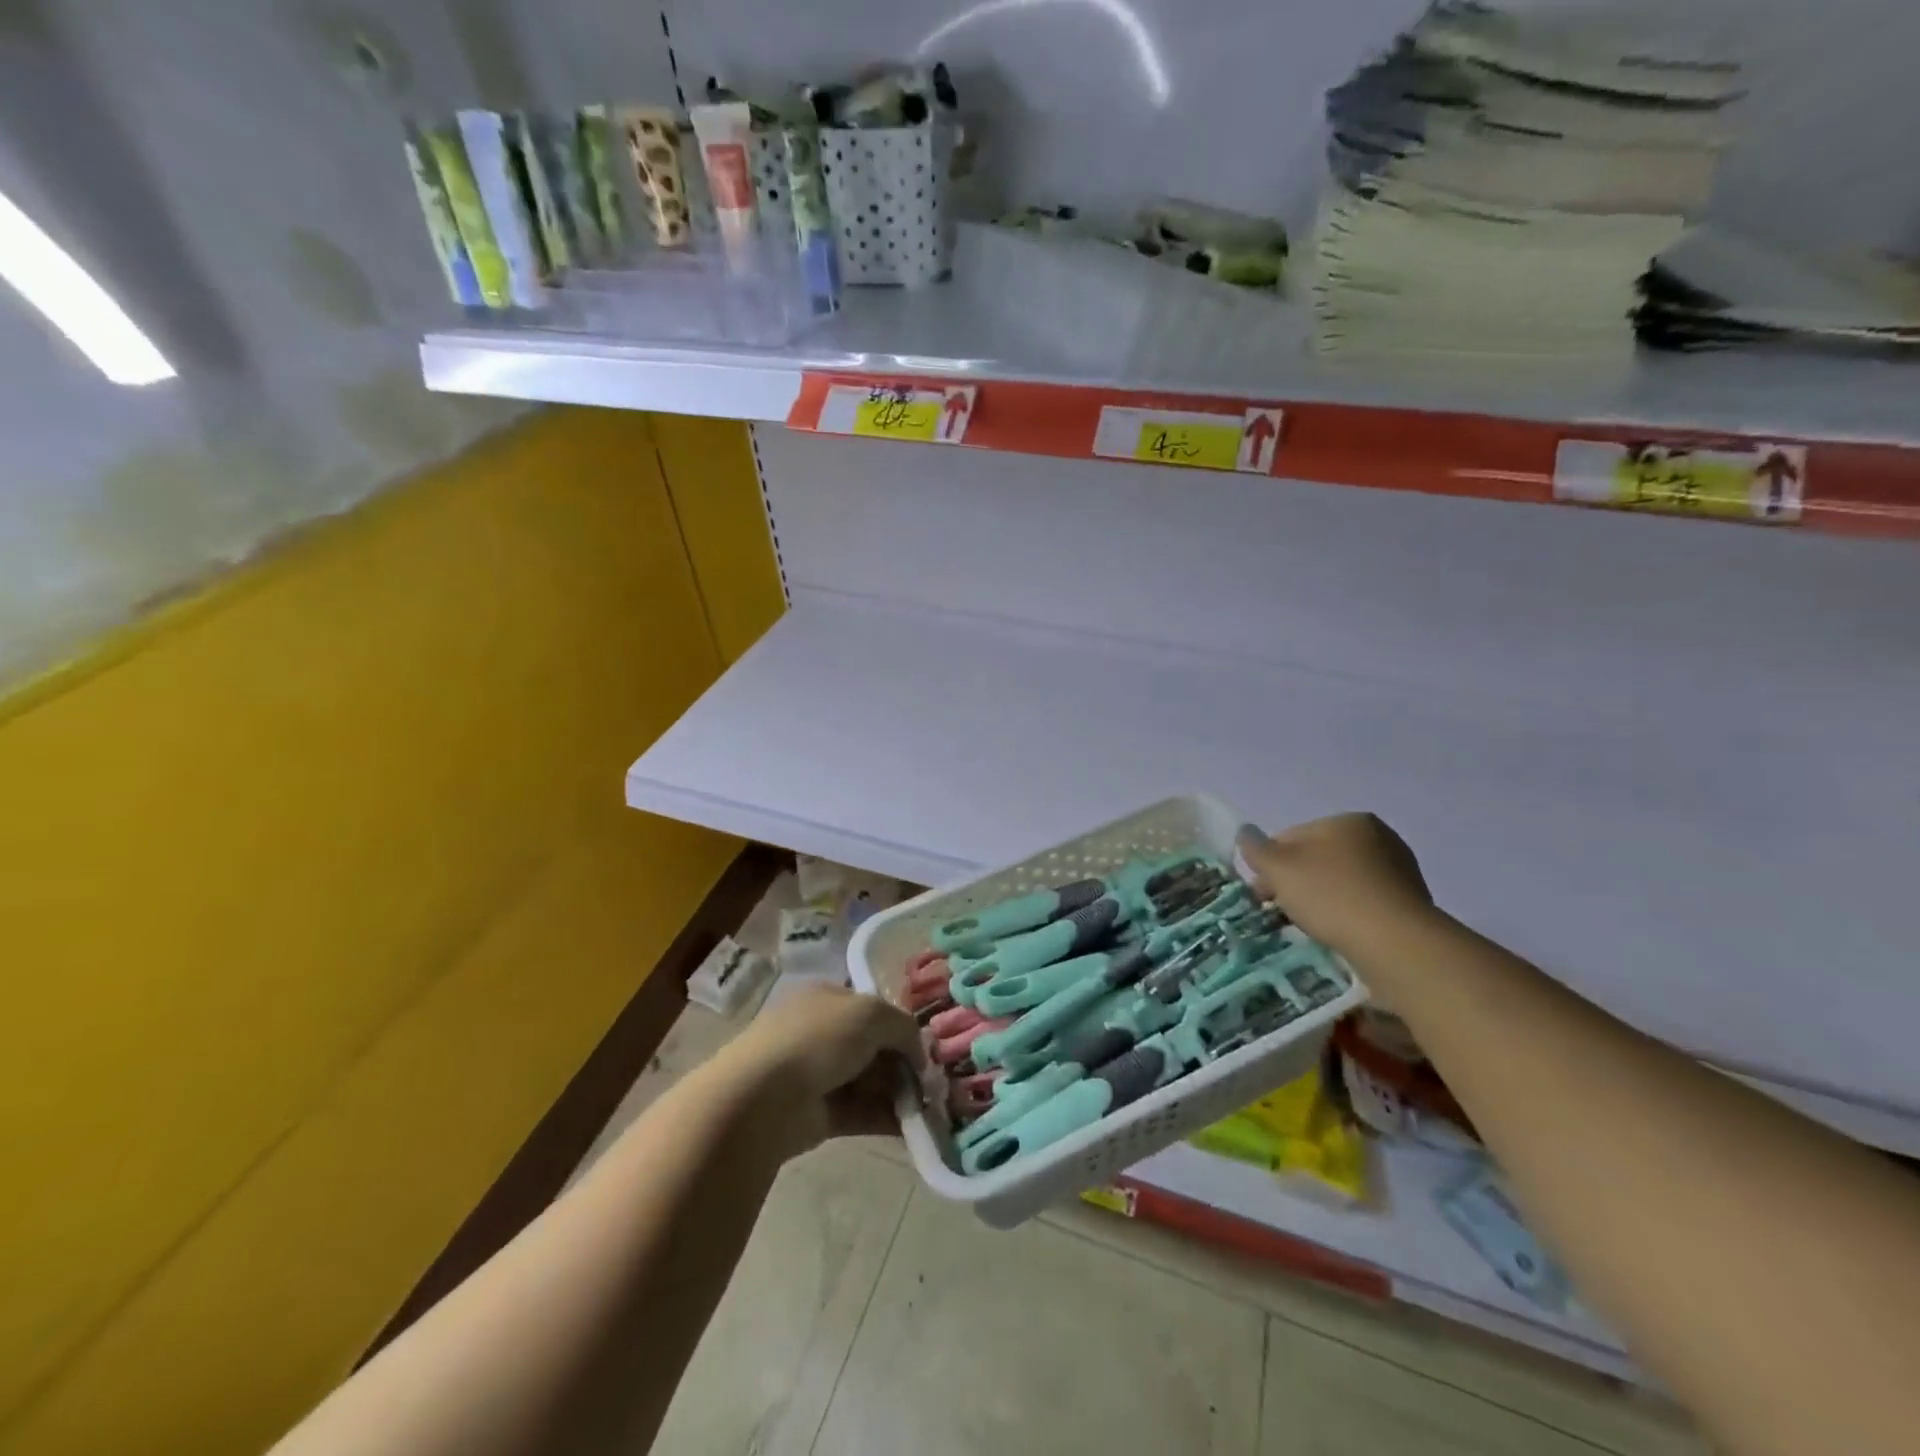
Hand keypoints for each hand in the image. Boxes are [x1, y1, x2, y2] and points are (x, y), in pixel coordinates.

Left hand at [718, 985, 924, 1154]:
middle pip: (874, 1046)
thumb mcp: (871, 1013)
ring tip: (932, 1108)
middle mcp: (823, 1032)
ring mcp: (819, 1074)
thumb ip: (903, 1026)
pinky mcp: (819, 1114)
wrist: (762, 1098)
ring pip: (870, 1080)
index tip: (927, 1048)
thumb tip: (919, 1052)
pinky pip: (862, 1112)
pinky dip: (887, 1118)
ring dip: (901, 1093)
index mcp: (828, 998)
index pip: (872, 1007)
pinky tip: (915, 1128)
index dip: (901, 1025)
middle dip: (904, 1063)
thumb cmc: (817, 1038)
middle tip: (935, 1082)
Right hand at [1237, 813, 1433, 953]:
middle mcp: (1379, 838)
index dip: (1270, 864)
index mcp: (1348, 821)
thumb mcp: (1278, 868)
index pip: (1292, 836)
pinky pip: (1363, 904)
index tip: (1261, 893)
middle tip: (1277, 911)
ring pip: (1340, 882)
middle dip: (1295, 882)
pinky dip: (1346, 915)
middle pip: (1318, 859)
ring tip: (1308, 926)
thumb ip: (1256, 848)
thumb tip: (1245, 832)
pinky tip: (1337, 933)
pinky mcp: (1410, 905)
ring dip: (1320, 899)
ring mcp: (1400, 872)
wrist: (1396, 944)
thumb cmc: (1331, 895)